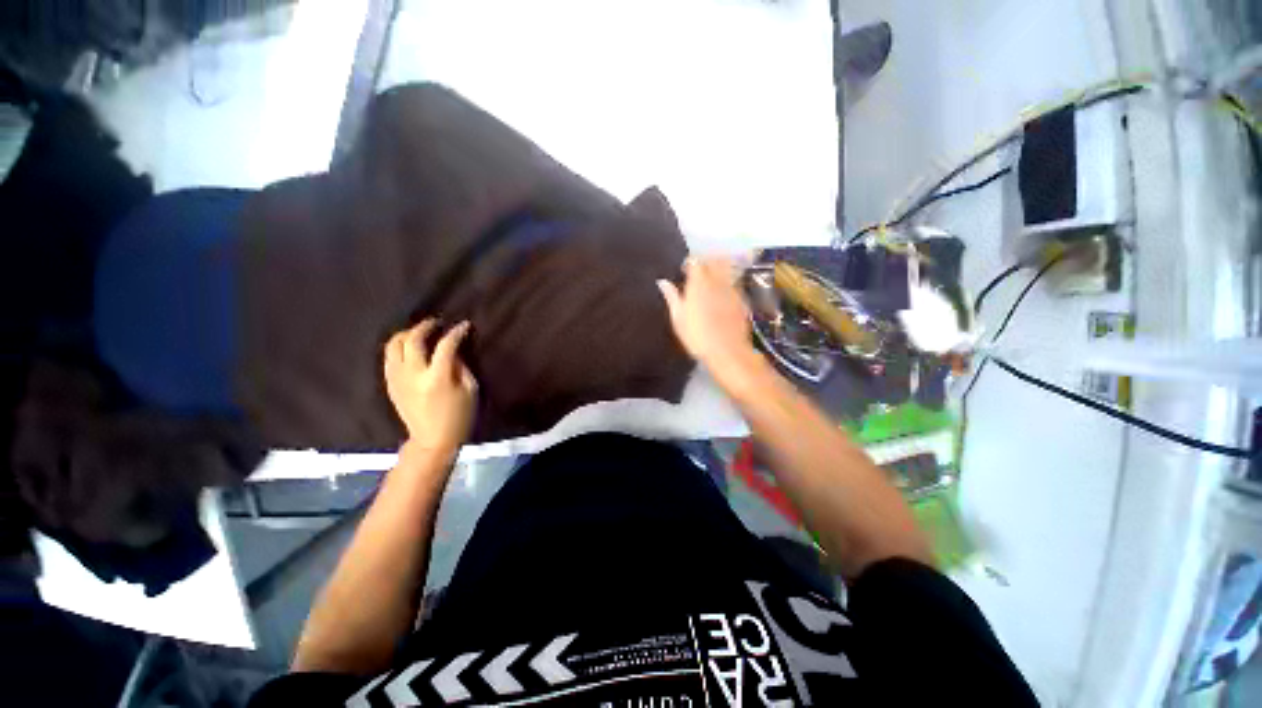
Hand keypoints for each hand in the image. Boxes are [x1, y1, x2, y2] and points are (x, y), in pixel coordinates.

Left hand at [383, 320, 477, 456]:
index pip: (445, 345)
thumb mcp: (471, 390)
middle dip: (425, 326)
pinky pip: (389, 358)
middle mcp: (413, 374)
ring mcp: (397, 379)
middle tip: (436, 322)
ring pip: (393, 346)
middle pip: (412, 340)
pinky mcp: (390, 384)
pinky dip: (398, 348)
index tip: (463, 325)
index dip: (456, 332)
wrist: (432, 440)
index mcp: (437, 377)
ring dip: (406, 334)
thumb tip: (452, 350)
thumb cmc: (459, 416)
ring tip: (419, 332)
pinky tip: (408, 348)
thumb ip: (461, 366)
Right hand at [656, 256, 755, 374]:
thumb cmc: (697, 336)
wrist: (727, 352)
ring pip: (727, 269)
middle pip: (714, 260)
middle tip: (698, 271)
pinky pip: (734, 283)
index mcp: (698, 284)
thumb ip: (672, 297)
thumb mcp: (678, 318)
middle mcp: (717, 281)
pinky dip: (727, 283)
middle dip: (706, 261)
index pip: (695, 261)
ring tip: (711, 279)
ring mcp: (732, 290)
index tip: (683, 270)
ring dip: (719, 269)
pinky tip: (721, 295)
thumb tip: (662, 282)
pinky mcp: (742, 300)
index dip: (689, 263)